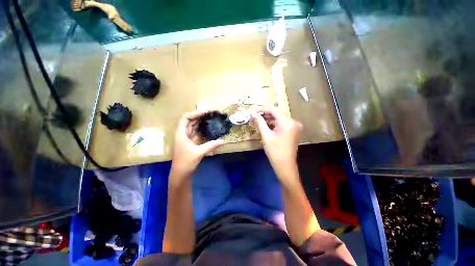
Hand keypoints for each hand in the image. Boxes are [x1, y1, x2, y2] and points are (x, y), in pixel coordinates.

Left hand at [171, 111, 223, 178]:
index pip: (186, 118)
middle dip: (200, 115)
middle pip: (190, 120)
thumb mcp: (199, 153)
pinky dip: (202, 128)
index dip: (195, 113)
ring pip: (194, 125)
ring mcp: (187, 137)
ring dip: (202, 121)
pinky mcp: (191, 142)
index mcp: (181, 133)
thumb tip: (223, 141)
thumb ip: (211, 146)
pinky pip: (196, 131)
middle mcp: (183, 133)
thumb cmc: (186, 162)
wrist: (180, 173)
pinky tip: (209, 127)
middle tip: (212, 113)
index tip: (206, 112)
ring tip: (211, 117)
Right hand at [252, 109, 301, 182]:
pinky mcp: (293, 131)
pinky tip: (267, 126)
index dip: (263, 109)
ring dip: (269, 119)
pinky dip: (274, 124)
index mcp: (287, 122)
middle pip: (277, 114)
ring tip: (259, 122)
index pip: (274, 110)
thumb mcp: (266, 136)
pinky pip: (282, 124)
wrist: (285, 165)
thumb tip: (253, 114)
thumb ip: (260, 122)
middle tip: (255, 117)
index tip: (254, 112)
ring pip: (279, 119)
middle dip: (266, 115)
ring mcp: (295, 126)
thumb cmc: (275, 151)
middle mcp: (293, 122)